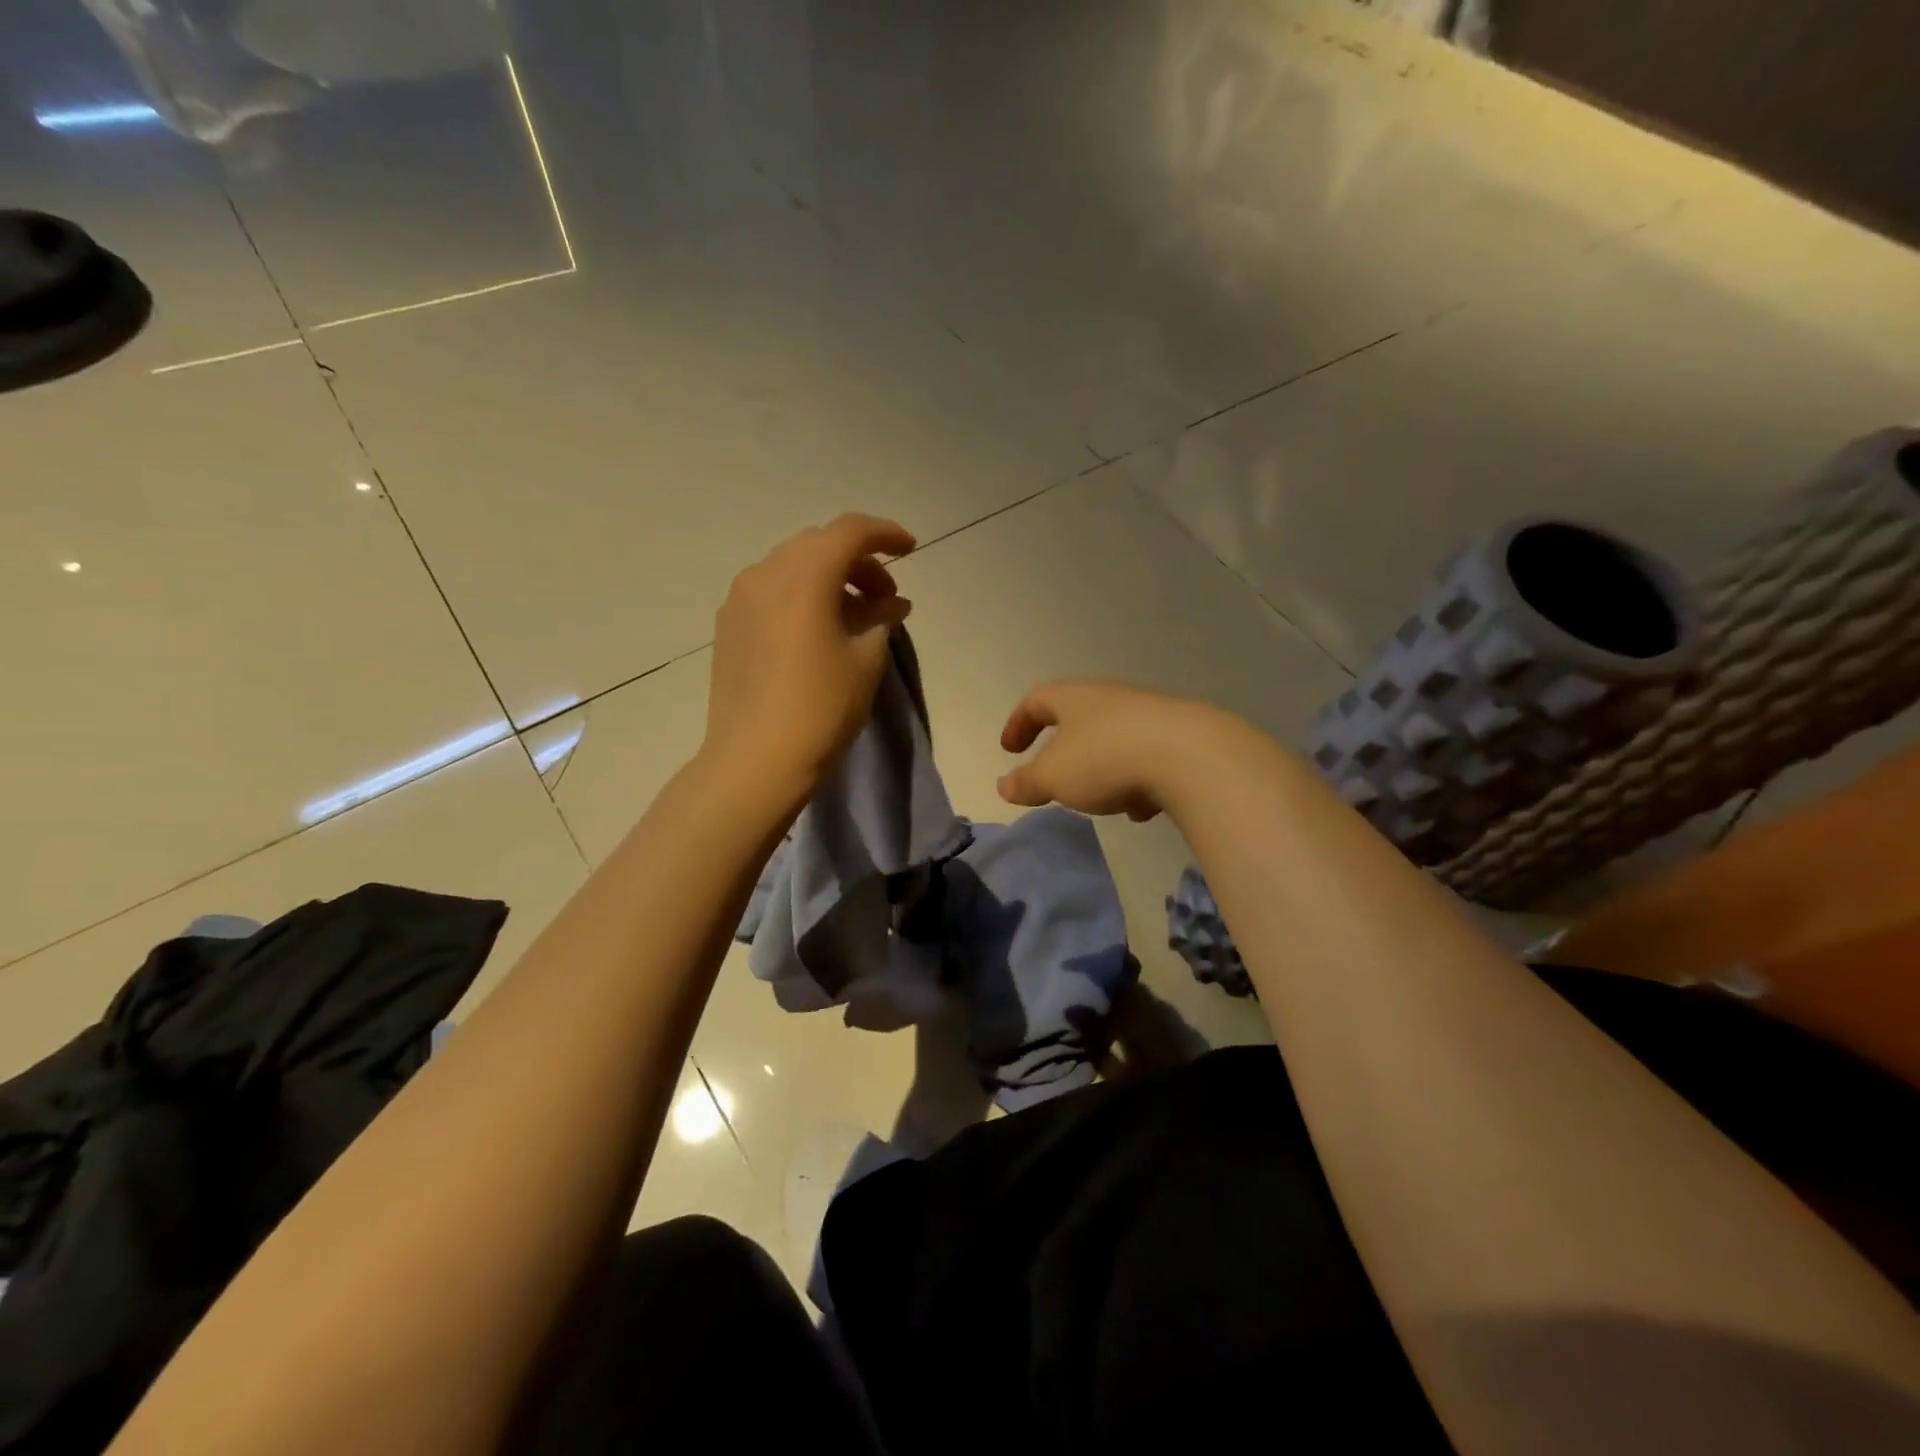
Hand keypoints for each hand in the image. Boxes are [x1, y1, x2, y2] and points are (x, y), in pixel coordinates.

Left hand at [705, 513, 915, 799]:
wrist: (756, 759)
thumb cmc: (821, 706)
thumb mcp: (866, 660)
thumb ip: (881, 619)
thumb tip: (890, 604)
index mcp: (804, 575)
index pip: (850, 531)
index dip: (885, 534)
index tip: (910, 550)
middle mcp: (765, 573)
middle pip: (819, 544)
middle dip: (858, 561)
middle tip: (885, 597)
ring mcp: (740, 599)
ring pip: (792, 566)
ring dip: (828, 578)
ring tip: (855, 616)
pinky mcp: (728, 625)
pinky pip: (771, 591)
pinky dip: (801, 595)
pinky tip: (818, 629)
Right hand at [997, 681, 1229, 820]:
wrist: (1191, 756)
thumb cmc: (1105, 759)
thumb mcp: (1054, 777)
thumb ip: (1027, 782)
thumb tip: (1004, 785)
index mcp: (1075, 699)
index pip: (1037, 700)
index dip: (1018, 723)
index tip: (1009, 749)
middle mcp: (1112, 699)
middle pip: (1079, 716)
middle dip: (1064, 748)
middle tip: (1053, 774)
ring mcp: (1150, 716)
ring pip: (1115, 738)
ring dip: (1101, 766)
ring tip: (1099, 799)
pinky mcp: (1182, 739)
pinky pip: (1148, 757)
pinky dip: (1136, 780)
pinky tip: (1142, 808)